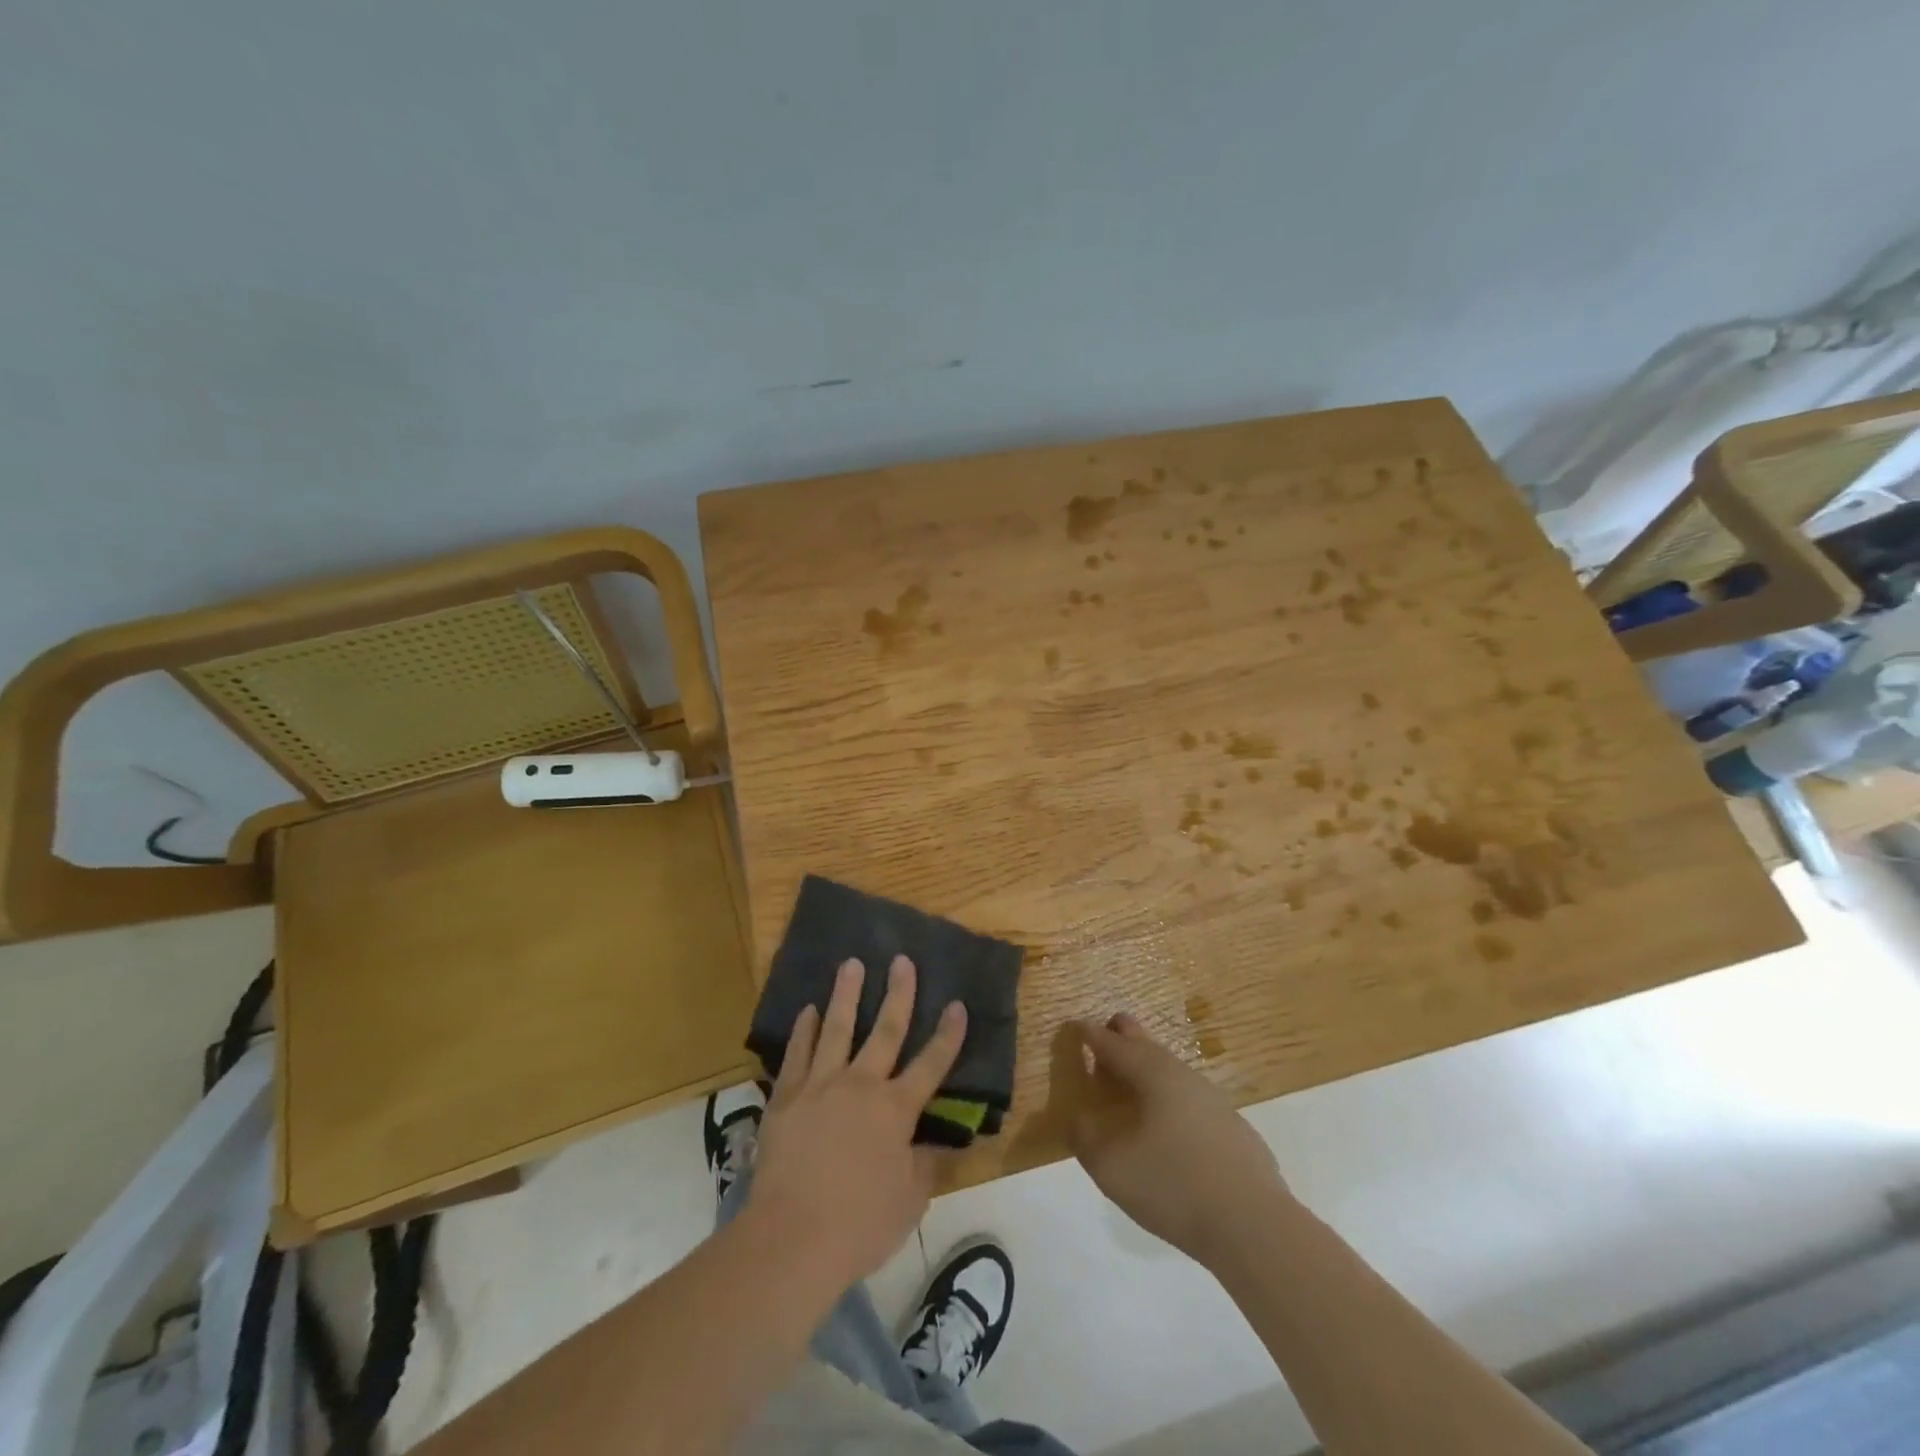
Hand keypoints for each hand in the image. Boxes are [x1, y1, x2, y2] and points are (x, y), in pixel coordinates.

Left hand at [748, 956, 967, 1292]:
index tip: (957, 1004)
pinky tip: (808, 1010)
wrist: (791, 1238)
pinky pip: (797, 1054)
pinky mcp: (787, 1097)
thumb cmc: (859, 1224)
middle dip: (898, 993)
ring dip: (846, 994)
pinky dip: (804, 1030)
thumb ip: (926, 1165)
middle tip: (902, 960)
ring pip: (837, 1028)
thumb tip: (941, 1143)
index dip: (948, 1034)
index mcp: (896, 1109)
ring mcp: (820, 1086)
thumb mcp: (910, 1201)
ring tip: (851, 963)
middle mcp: (861, 1085)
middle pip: (885, 1030)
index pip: (931, 1064)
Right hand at [1069, 1013, 1289, 1263]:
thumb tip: (1078, 1119)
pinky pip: (1191, 1099)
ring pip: (1172, 1071)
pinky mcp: (1234, 1129)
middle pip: (1147, 1045)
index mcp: (1153, 1074)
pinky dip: (1170, 1098)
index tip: (1076, 1028)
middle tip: (1104, 1038)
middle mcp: (1184, 1076)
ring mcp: (1214, 1101)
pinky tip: (1168, 1127)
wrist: (1254, 1226)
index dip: (1092, 1035)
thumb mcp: (1111, 1168)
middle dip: (1123, 1037)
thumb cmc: (1174, 1187)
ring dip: (1147, 1071)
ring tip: (1130, 1086)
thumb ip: (1086, 1139)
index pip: (1114, 1044)